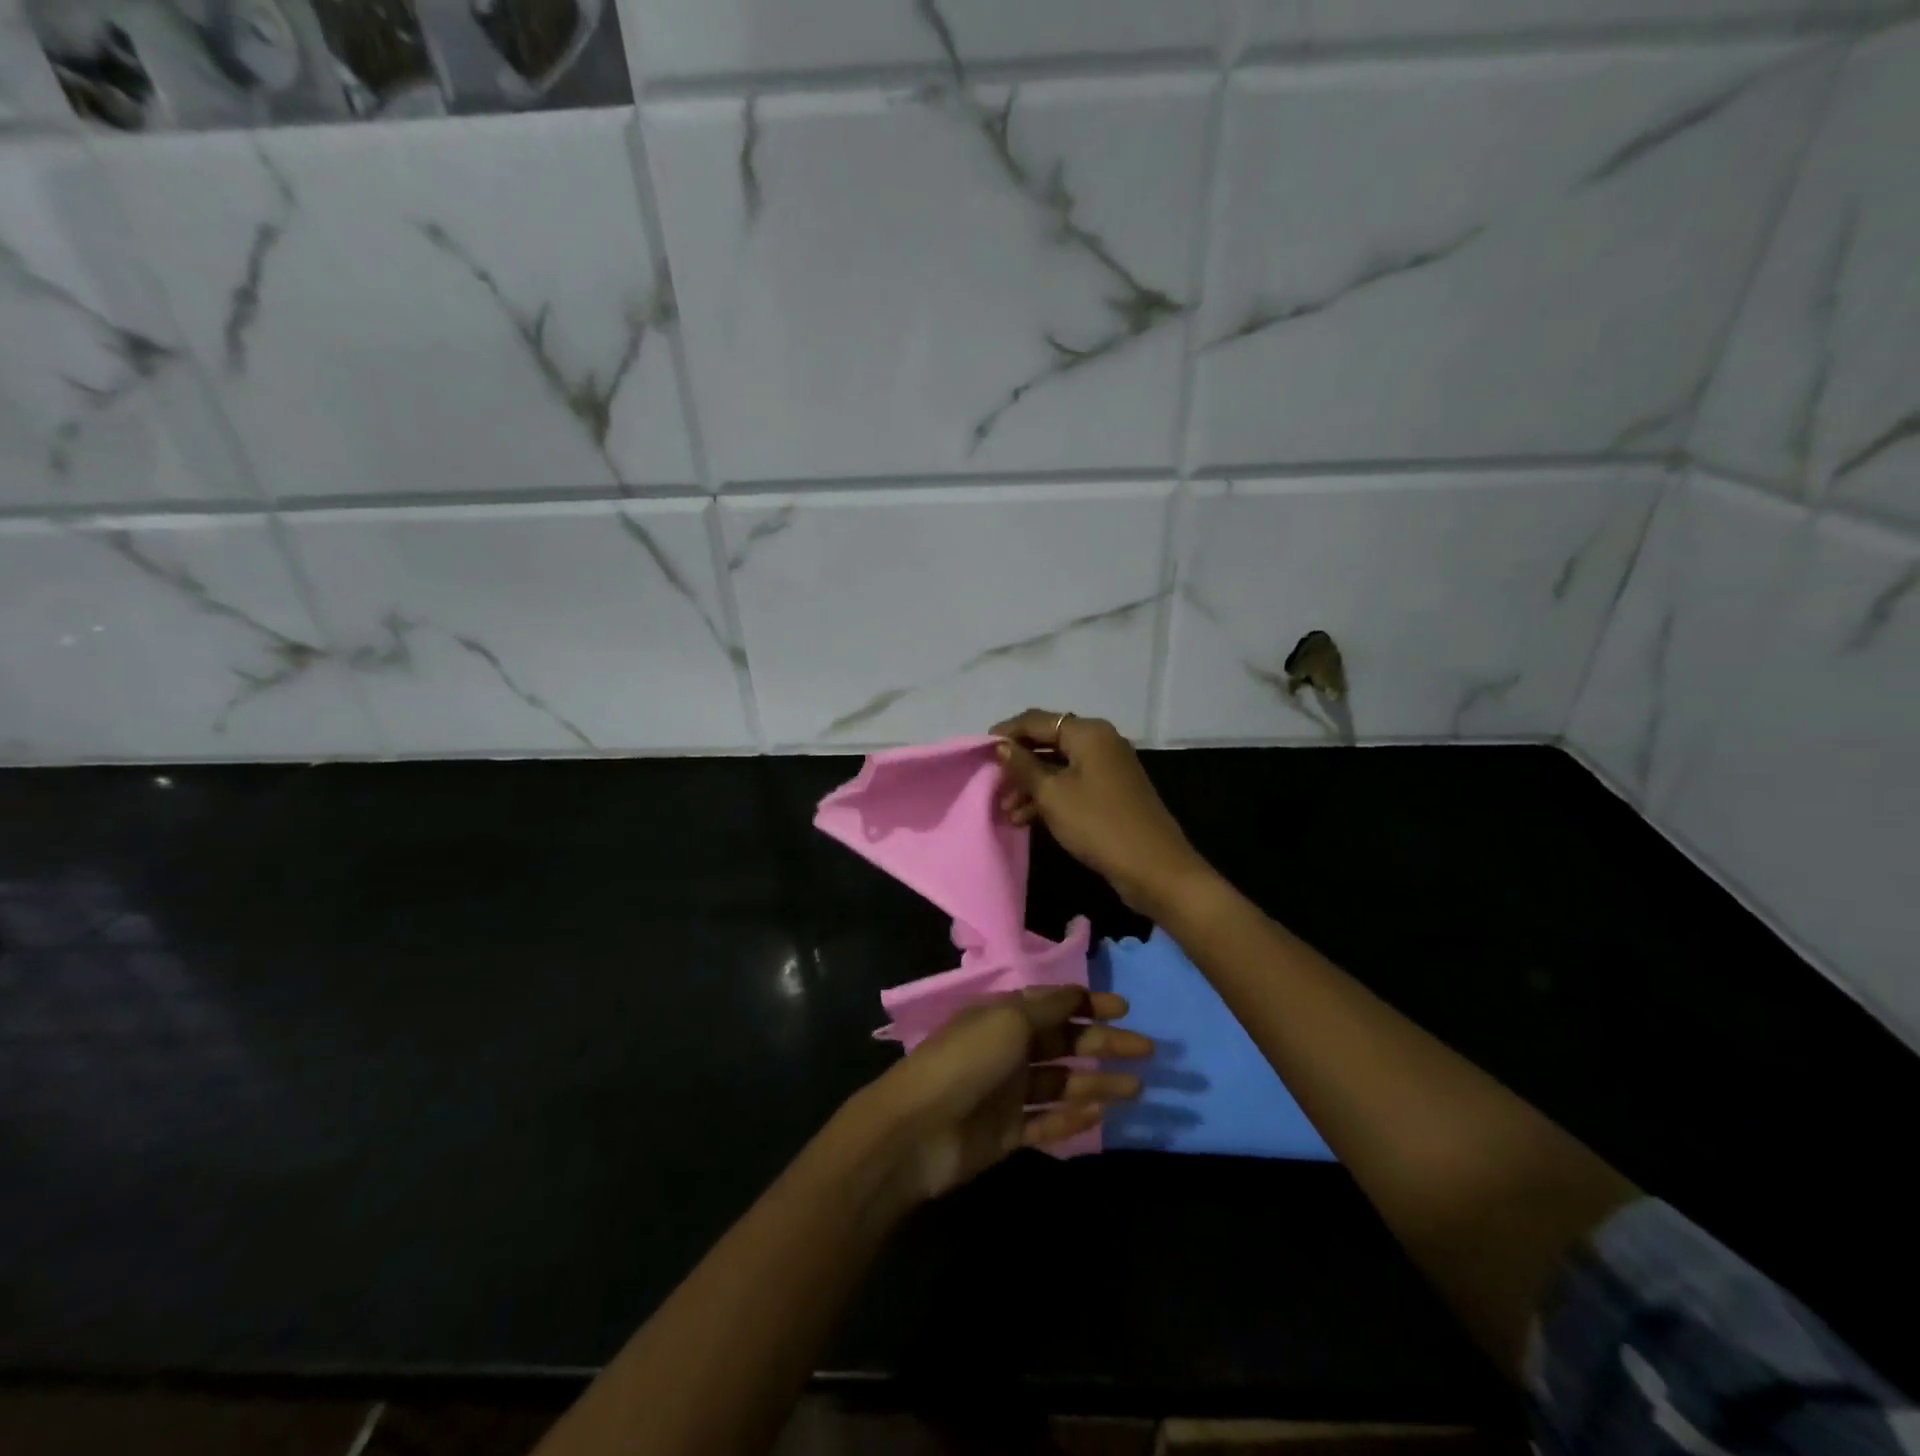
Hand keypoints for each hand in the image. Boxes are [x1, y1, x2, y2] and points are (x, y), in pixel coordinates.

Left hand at [863, 986, 1150, 1201]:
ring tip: (1136, 1088)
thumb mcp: (1008, 1021)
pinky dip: (1073, 1118)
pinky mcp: (1008, 1132)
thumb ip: (1046, 1009)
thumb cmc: (966, 1061)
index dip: (1089, 1004)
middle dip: (1105, 1044)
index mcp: (1005, 1016)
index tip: (1125, 1009)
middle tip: (1147, 1051)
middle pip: (1065, 1044)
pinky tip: (1101, 1115)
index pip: (1054, 1005)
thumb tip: (1077, 992)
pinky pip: (1048, 1122)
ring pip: (1062, 1084)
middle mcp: (1009, 1050)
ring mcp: (1008, 1093)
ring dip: (1098, 1083)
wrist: (918, 1128)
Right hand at [991, 709, 1213, 917]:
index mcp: (1088, 733)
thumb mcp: (1053, 795)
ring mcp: (1107, 769)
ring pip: (1058, 767)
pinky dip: (1049, 797)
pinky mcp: (1110, 794)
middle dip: (1018, 763)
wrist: (1154, 868)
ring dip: (1030, 785)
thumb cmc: (1098, 824)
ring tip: (1004, 809)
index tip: (978, 750)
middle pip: (1048, 742)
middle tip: (990, 784)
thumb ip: (1023, 767)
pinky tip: (1024, 819)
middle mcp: (1100, 743)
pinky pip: (1071, 785)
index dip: (1006, 733)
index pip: (1037, 720)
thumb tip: (1002, 746)